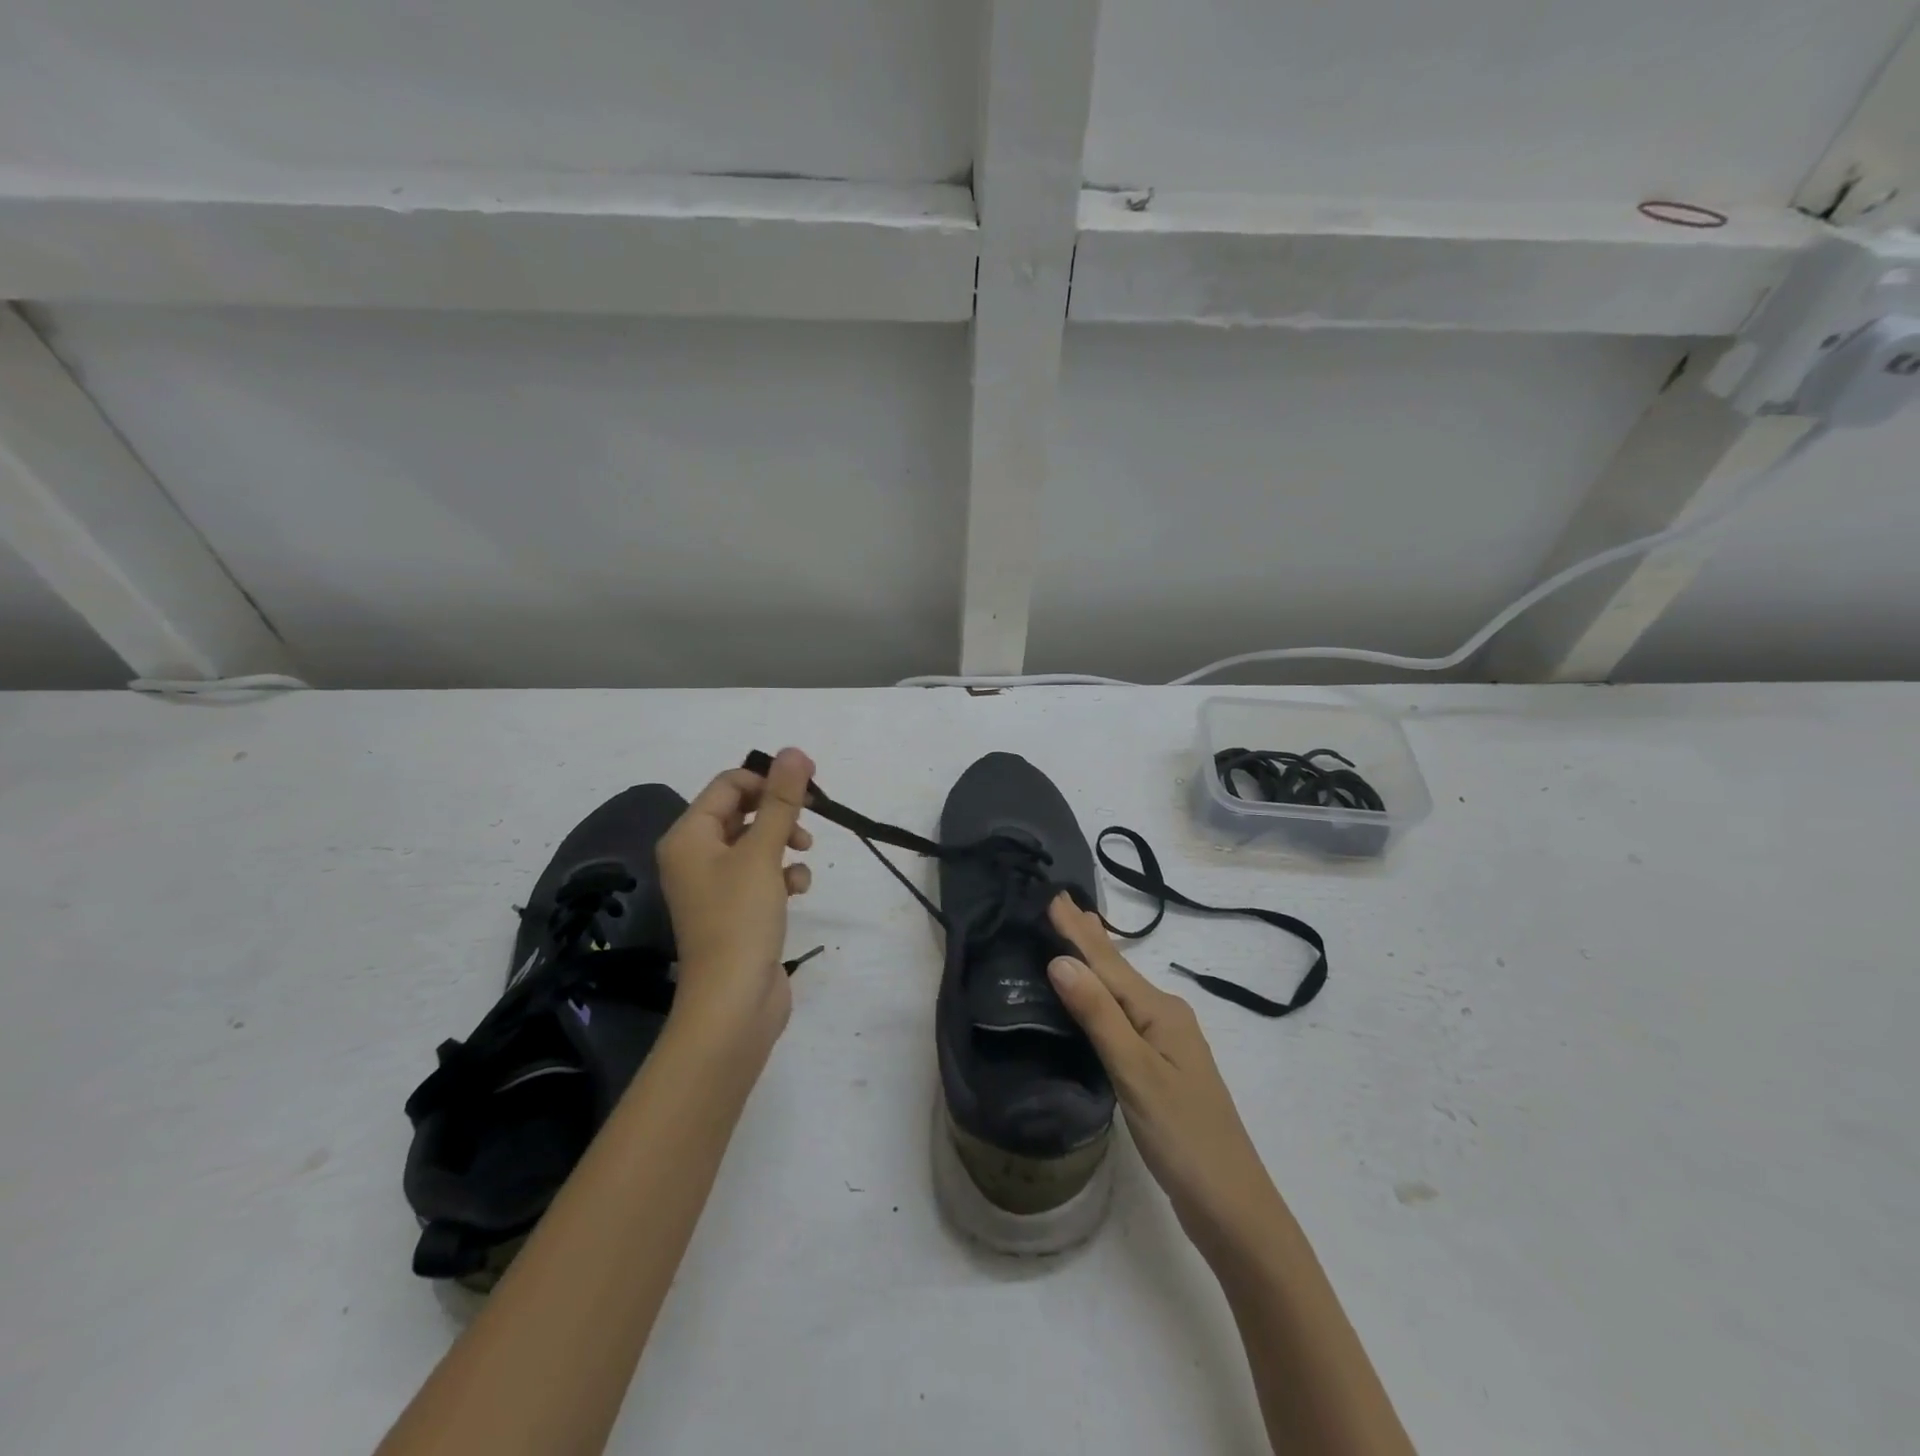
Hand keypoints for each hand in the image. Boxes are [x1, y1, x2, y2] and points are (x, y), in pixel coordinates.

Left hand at [657, 748, 814, 1046]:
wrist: (733, 1003)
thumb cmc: (740, 919)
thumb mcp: (763, 853)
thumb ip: (781, 800)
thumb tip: (793, 751)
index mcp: (689, 836)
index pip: (728, 784)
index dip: (768, 779)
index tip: (807, 786)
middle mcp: (695, 856)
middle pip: (742, 812)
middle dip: (779, 812)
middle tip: (811, 817)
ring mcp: (715, 885)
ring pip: (756, 843)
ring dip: (784, 842)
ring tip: (803, 855)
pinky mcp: (736, 910)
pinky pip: (761, 874)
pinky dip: (782, 874)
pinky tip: (798, 889)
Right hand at [1046, 894, 1280, 1253]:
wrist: (1232, 1207)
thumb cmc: (1183, 1137)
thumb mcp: (1136, 1073)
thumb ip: (1099, 1015)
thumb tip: (1061, 960)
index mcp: (1161, 1012)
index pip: (1108, 962)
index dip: (1078, 931)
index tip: (1053, 894)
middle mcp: (1166, 1018)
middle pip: (1118, 970)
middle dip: (1088, 937)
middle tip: (1060, 904)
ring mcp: (1167, 1045)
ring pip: (1121, 992)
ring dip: (1096, 963)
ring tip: (1076, 934)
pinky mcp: (1161, 1069)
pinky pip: (1123, 1017)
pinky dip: (1103, 996)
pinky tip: (1095, 997)